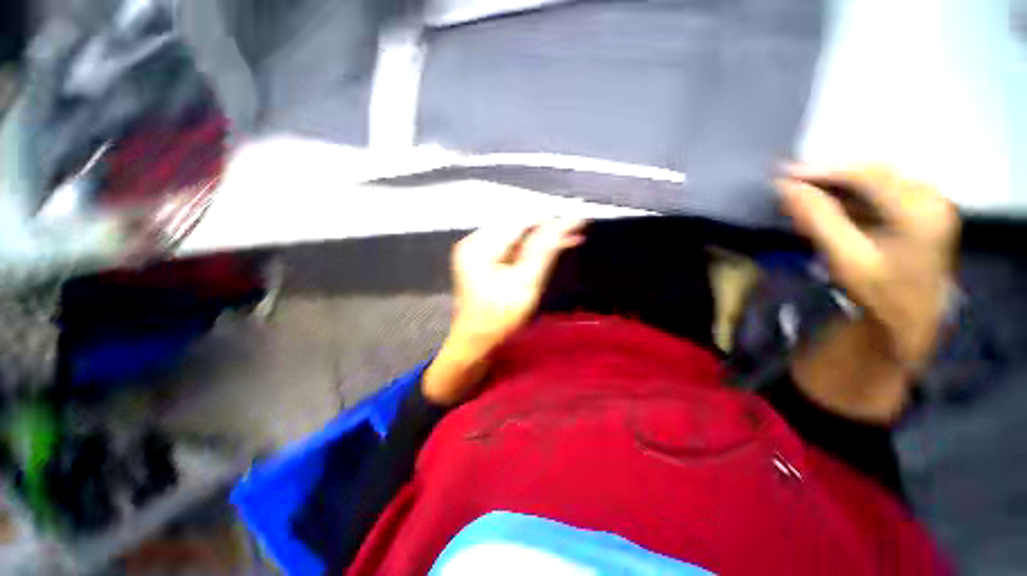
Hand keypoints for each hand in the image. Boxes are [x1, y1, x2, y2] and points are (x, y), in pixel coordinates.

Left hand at [423, 219, 584, 404]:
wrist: (475, 340)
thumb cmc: (499, 317)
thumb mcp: (525, 283)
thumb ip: (542, 251)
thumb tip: (563, 222)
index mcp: (479, 246)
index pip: (520, 222)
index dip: (549, 219)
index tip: (575, 217)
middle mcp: (475, 242)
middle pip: (518, 227)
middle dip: (548, 228)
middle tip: (578, 226)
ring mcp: (478, 251)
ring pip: (518, 237)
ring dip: (543, 238)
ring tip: (572, 235)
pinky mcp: (484, 260)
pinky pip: (512, 247)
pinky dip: (532, 249)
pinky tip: (553, 247)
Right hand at [778, 164, 958, 369]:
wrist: (909, 320)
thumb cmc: (880, 295)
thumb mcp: (846, 259)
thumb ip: (819, 219)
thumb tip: (786, 188)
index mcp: (921, 209)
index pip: (868, 174)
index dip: (824, 170)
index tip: (784, 174)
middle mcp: (931, 197)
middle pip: (874, 172)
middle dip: (830, 175)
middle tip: (791, 182)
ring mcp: (929, 202)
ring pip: (877, 179)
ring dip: (839, 184)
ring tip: (805, 193)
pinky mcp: (922, 210)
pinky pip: (881, 190)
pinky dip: (852, 194)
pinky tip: (830, 203)